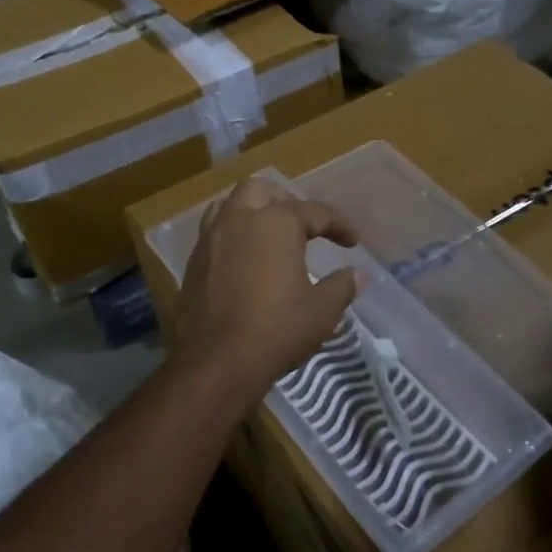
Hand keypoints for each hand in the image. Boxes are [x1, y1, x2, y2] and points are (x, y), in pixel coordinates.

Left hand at [169, 178, 359, 412]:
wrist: (218, 361)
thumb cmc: (277, 329)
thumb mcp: (321, 311)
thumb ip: (341, 286)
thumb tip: (357, 275)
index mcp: (275, 223)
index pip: (314, 212)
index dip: (338, 225)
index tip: (353, 242)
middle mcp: (239, 219)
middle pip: (262, 191)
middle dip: (286, 201)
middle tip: (304, 225)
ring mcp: (211, 239)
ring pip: (230, 206)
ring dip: (252, 211)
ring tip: (269, 234)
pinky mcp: (193, 262)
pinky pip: (214, 233)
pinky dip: (233, 235)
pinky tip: (245, 259)